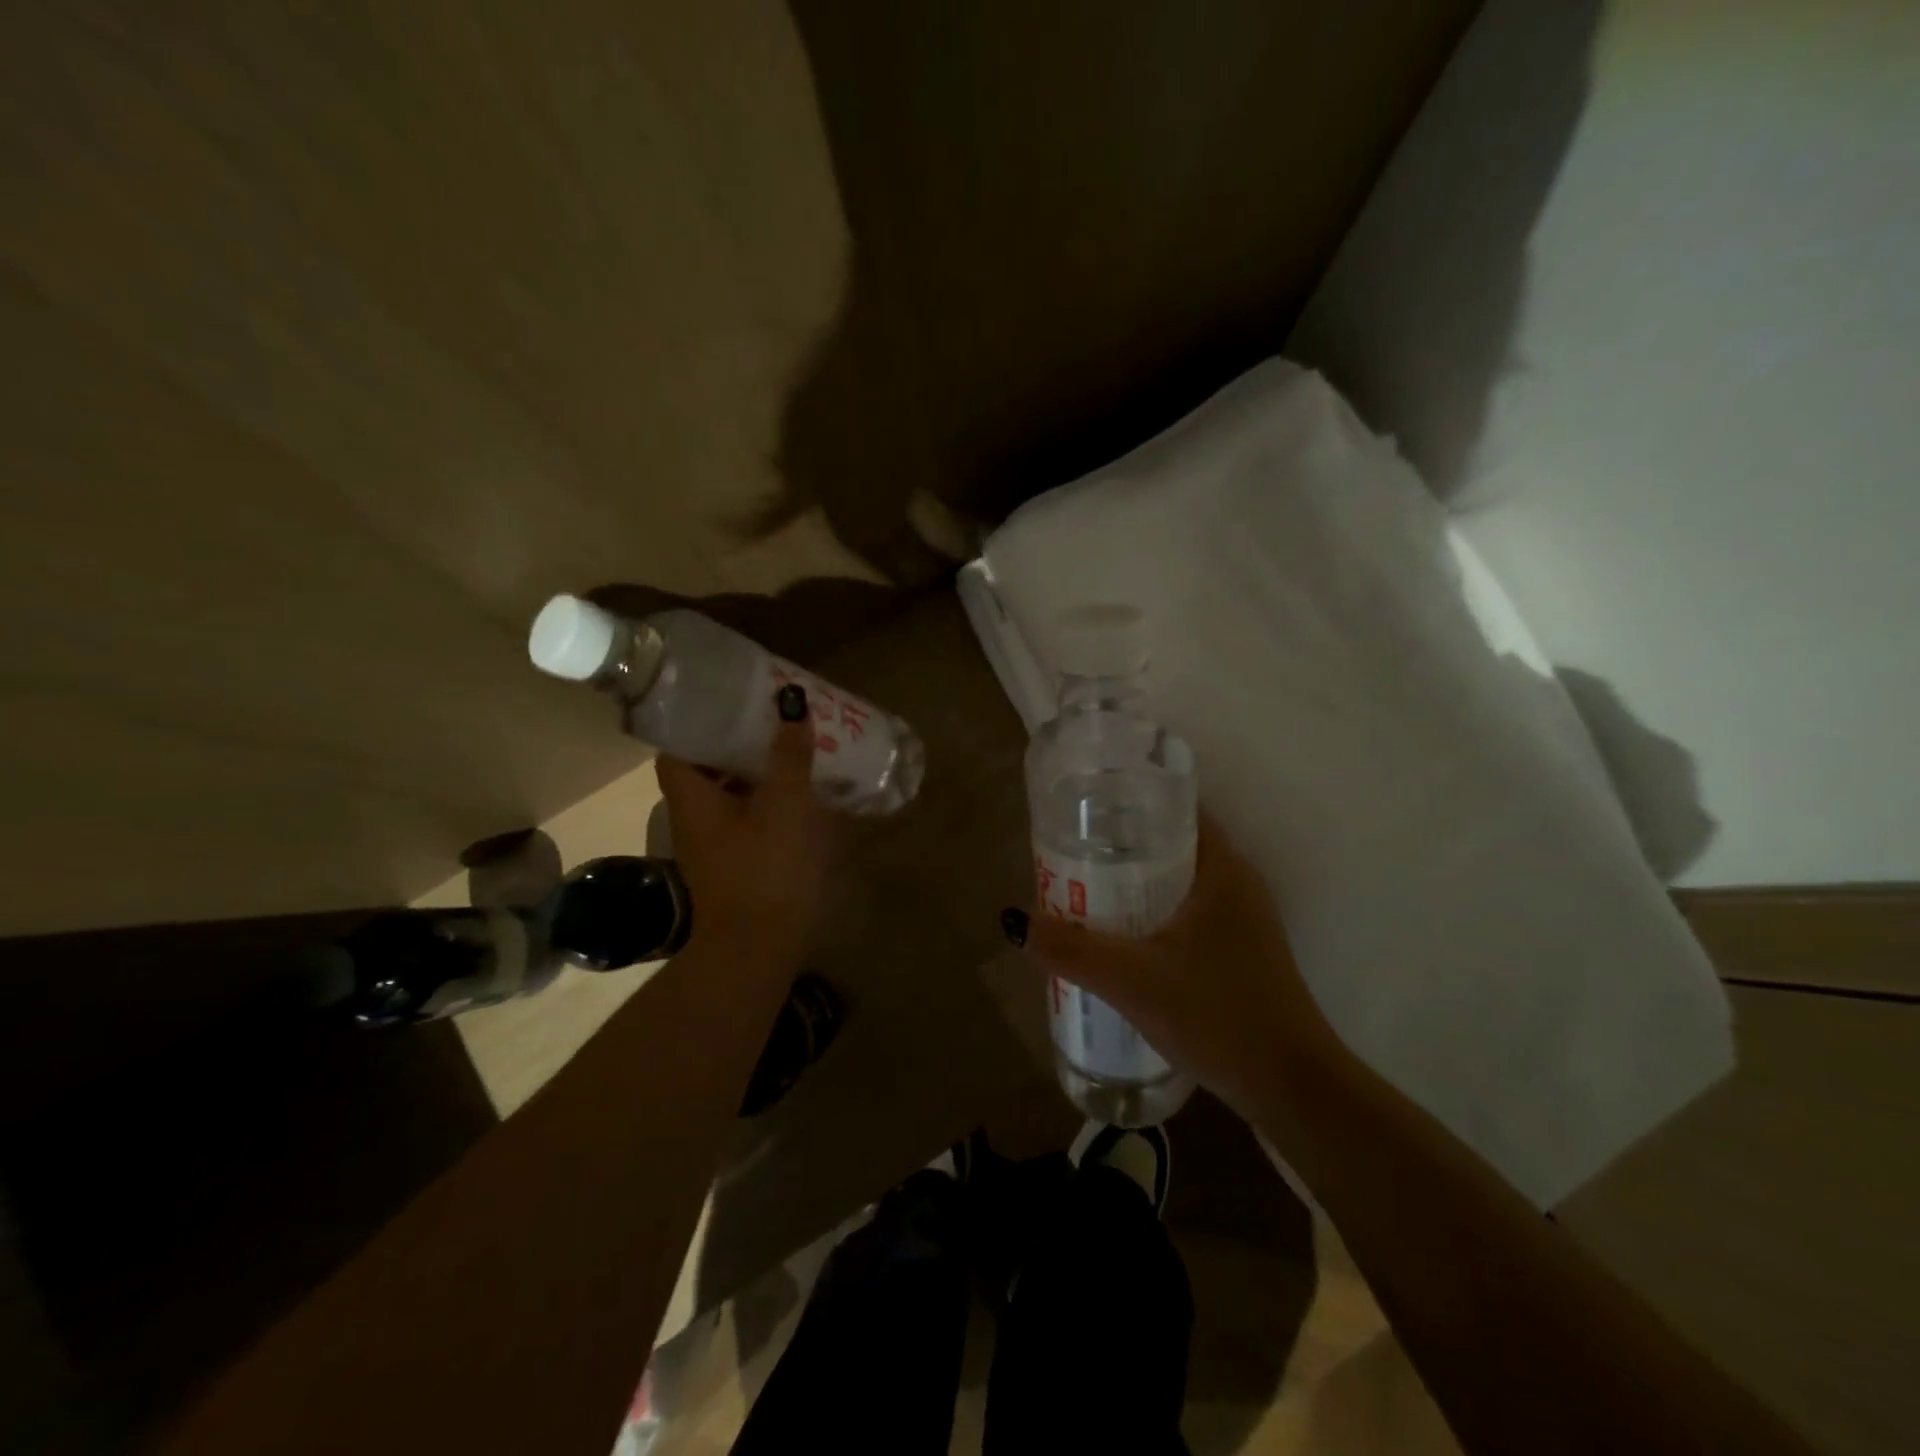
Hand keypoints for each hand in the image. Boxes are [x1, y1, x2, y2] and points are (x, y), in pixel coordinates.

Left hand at [655, 686, 832, 971]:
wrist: (759, 949)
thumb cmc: (765, 871)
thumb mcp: (784, 806)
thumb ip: (789, 757)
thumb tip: (792, 706)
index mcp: (694, 800)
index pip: (676, 750)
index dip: (696, 724)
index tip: (726, 703)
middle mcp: (696, 819)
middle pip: (706, 770)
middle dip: (736, 743)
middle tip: (770, 719)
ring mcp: (717, 845)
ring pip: (730, 795)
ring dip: (757, 772)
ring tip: (791, 748)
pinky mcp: (739, 864)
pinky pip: (749, 819)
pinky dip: (769, 802)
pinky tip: (803, 796)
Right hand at [1016, 815, 1338, 1113]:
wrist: (1292, 1089)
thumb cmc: (1218, 1018)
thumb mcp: (1134, 981)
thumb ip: (1072, 949)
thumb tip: (1015, 920)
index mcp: (1221, 868)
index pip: (1175, 806)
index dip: (1128, 799)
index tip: (1084, 806)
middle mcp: (1236, 881)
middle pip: (1171, 840)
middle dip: (1121, 841)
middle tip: (1070, 848)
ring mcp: (1242, 916)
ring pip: (1178, 877)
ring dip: (1136, 878)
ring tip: (1084, 886)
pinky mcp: (1240, 948)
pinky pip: (1187, 908)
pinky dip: (1153, 907)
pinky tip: (1120, 933)